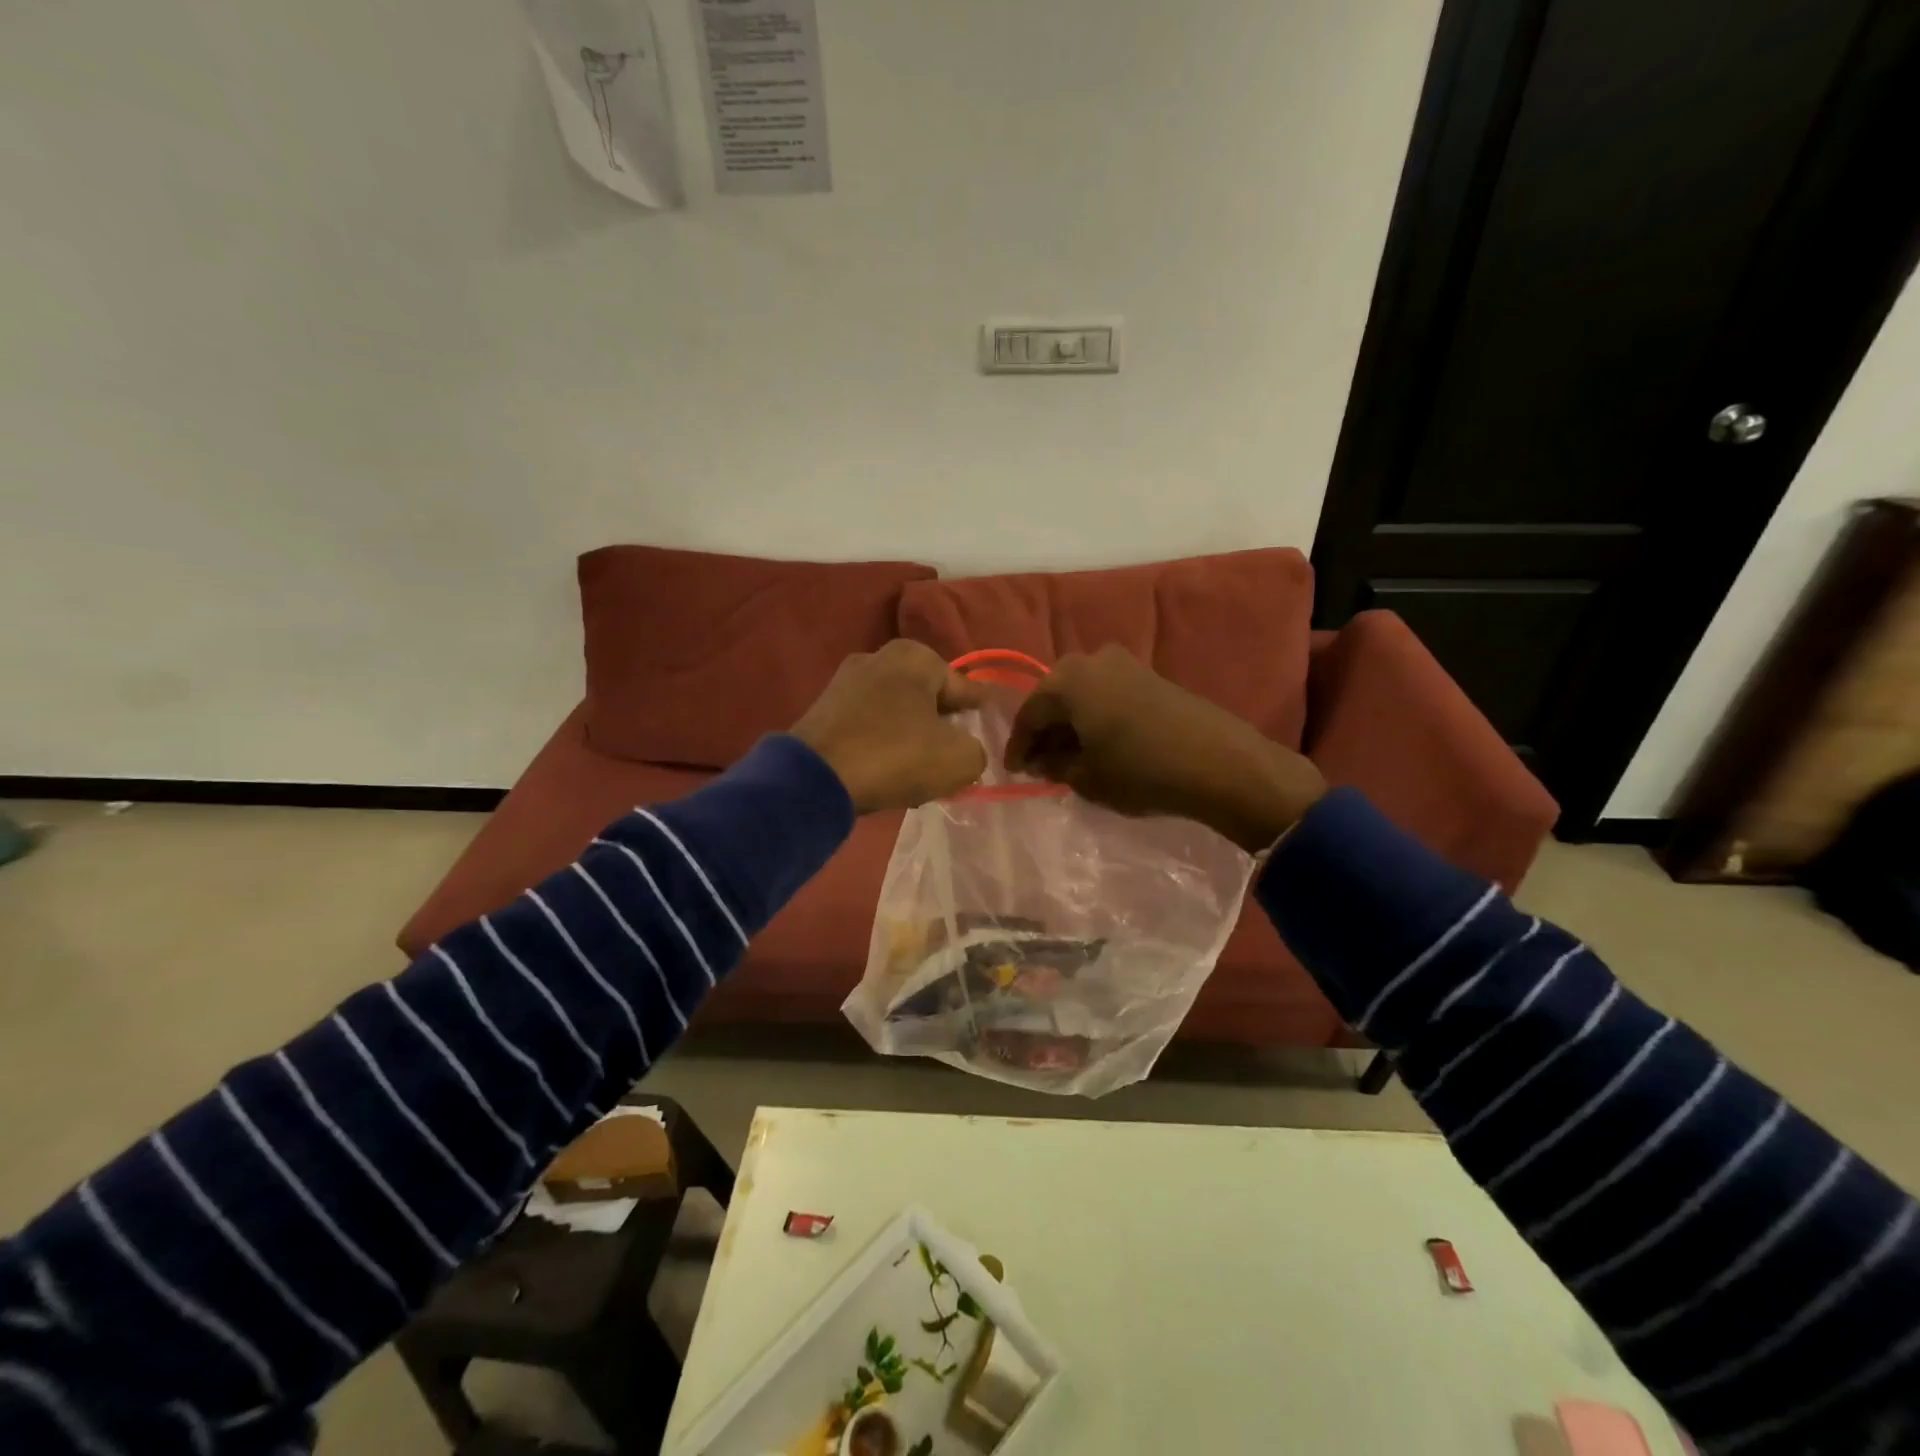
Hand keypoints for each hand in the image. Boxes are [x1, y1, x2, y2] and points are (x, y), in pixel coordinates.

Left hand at [791, 640, 987, 812]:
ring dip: (910, 738)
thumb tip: (964, 751)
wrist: (815, 777)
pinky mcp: (822, 711)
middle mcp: (877, 658)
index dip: (979, 711)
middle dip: (941, 725)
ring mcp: (844, 683)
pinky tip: (887, 773)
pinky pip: (867, 728)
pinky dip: (881, 746)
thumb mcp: (959, 759)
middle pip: (926, 698)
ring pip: (895, 714)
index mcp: (915, 657)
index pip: (962, 687)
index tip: (989, 726)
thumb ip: (975, 751)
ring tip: (921, 770)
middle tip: (954, 754)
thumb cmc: (896, 755)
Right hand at [1004, 645, 1324, 851]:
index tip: (1014, 772)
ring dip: (1071, 724)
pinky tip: (1099, 744)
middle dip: (1044, 732)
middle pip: (1054, 698)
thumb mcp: (1086, 777)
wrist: (1218, 762)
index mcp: (1066, 681)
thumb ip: (1054, 766)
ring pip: (1082, 695)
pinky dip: (1095, 717)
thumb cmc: (1139, 771)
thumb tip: (1042, 760)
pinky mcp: (1149, 675)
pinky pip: (1106, 694)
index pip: (1028, 714)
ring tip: (1069, 757)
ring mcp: (1124, 663)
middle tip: (1040, 764)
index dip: (1018, 746)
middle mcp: (1090, 661)